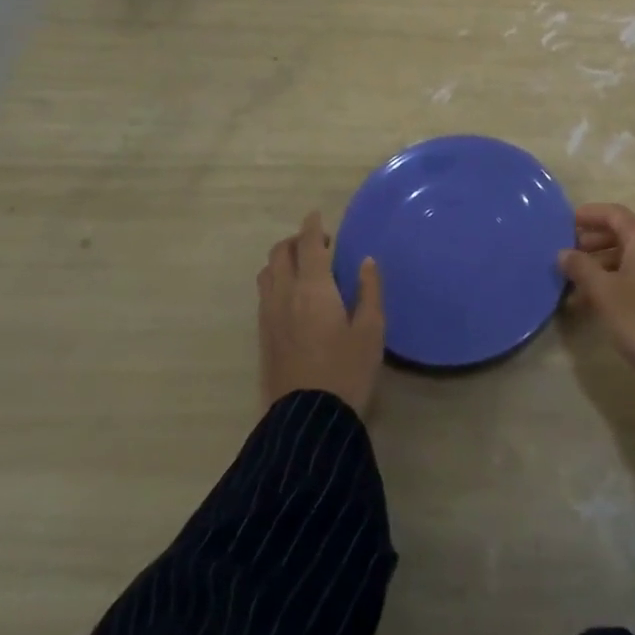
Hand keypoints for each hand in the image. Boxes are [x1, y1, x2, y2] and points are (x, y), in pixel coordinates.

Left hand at [258, 212, 384, 414]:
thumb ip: (369, 290)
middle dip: (296, 241)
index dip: (312, 226)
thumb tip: (366, 262)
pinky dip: (276, 281)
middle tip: (319, 245)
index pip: (308, 244)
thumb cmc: (347, 369)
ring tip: (305, 269)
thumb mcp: (371, 329)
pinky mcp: (263, 336)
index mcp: (313, 287)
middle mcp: (285, 295)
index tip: (317, 214)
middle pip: (280, 254)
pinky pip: (265, 294)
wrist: (307, 419)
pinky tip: (294, 296)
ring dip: (282, 261)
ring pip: (267, 273)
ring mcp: (269, 316)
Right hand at [559, 203, 634, 381]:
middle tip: (566, 253)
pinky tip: (590, 298)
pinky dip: (613, 278)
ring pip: (626, 256)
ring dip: (599, 264)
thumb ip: (580, 267)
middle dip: (591, 241)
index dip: (589, 215)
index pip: (613, 214)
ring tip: (572, 280)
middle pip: (620, 233)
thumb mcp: (602, 291)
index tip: (565, 223)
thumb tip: (564, 253)